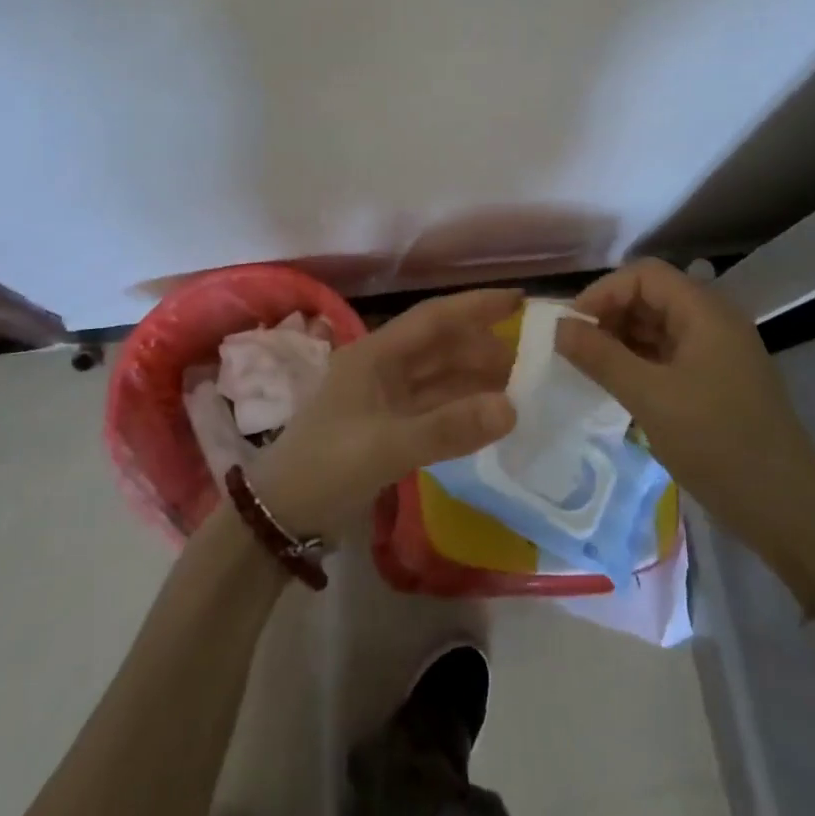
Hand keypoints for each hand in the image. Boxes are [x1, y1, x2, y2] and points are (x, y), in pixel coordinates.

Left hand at [249, 289, 520, 539]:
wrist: (282, 514)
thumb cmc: (328, 465)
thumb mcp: (387, 445)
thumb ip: (448, 428)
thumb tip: (512, 408)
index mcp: (376, 354)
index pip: (433, 318)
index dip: (475, 306)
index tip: (519, 301)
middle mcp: (382, 368)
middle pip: (441, 347)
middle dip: (483, 348)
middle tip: (532, 359)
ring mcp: (385, 399)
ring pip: (439, 378)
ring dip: (475, 380)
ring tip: (520, 387)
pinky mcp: (388, 428)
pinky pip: (434, 408)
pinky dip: (461, 409)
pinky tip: (489, 417)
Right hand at [557, 261, 814, 612]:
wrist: (789, 511)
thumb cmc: (717, 443)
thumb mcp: (650, 398)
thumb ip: (600, 357)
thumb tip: (558, 327)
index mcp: (705, 312)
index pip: (644, 275)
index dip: (603, 292)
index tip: (572, 328)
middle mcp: (713, 321)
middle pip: (651, 296)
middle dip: (609, 315)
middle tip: (576, 350)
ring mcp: (717, 352)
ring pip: (658, 327)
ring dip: (621, 340)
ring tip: (590, 369)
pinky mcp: (717, 381)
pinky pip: (669, 355)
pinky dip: (639, 362)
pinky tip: (618, 385)